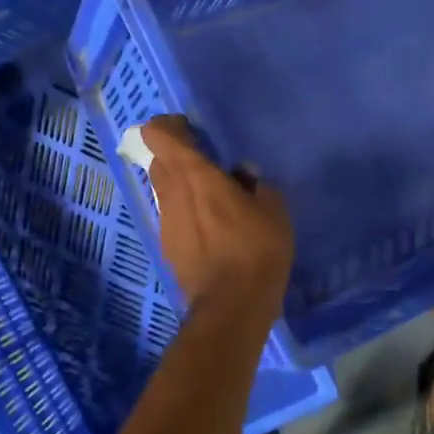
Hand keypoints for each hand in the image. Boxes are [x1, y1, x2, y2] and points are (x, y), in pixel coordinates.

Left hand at [141, 116, 292, 319]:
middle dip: (179, 155)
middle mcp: (171, 193)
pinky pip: (172, 215)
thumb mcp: (273, 209)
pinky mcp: (167, 246)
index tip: (194, 131)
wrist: (231, 306)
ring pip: (165, 189)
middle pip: (160, 160)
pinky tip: (212, 230)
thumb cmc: (256, 250)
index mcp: (194, 175)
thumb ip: (256, 183)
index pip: (159, 135)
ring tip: (215, 200)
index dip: (170, 126)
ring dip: (183, 185)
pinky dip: (186, 212)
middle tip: (210, 164)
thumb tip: (242, 175)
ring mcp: (165, 221)